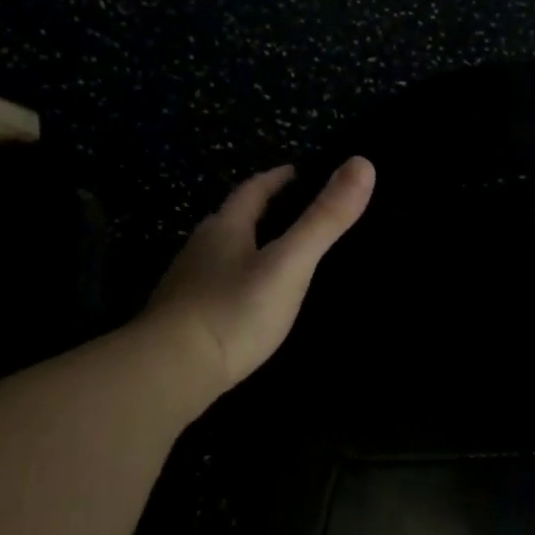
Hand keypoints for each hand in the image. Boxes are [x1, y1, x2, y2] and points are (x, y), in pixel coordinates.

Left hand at [138, 157, 374, 408]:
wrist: (171, 372)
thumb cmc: (234, 310)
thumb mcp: (290, 263)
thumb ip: (324, 219)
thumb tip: (363, 163)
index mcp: (225, 229)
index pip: (251, 192)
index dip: (275, 180)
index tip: (295, 172)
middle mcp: (200, 250)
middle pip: (231, 220)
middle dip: (258, 212)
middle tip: (288, 212)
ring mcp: (186, 286)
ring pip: (219, 255)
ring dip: (243, 248)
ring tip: (271, 255)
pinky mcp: (181, 320)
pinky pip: (214, 288)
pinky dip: (234, 283)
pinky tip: (245, 301)